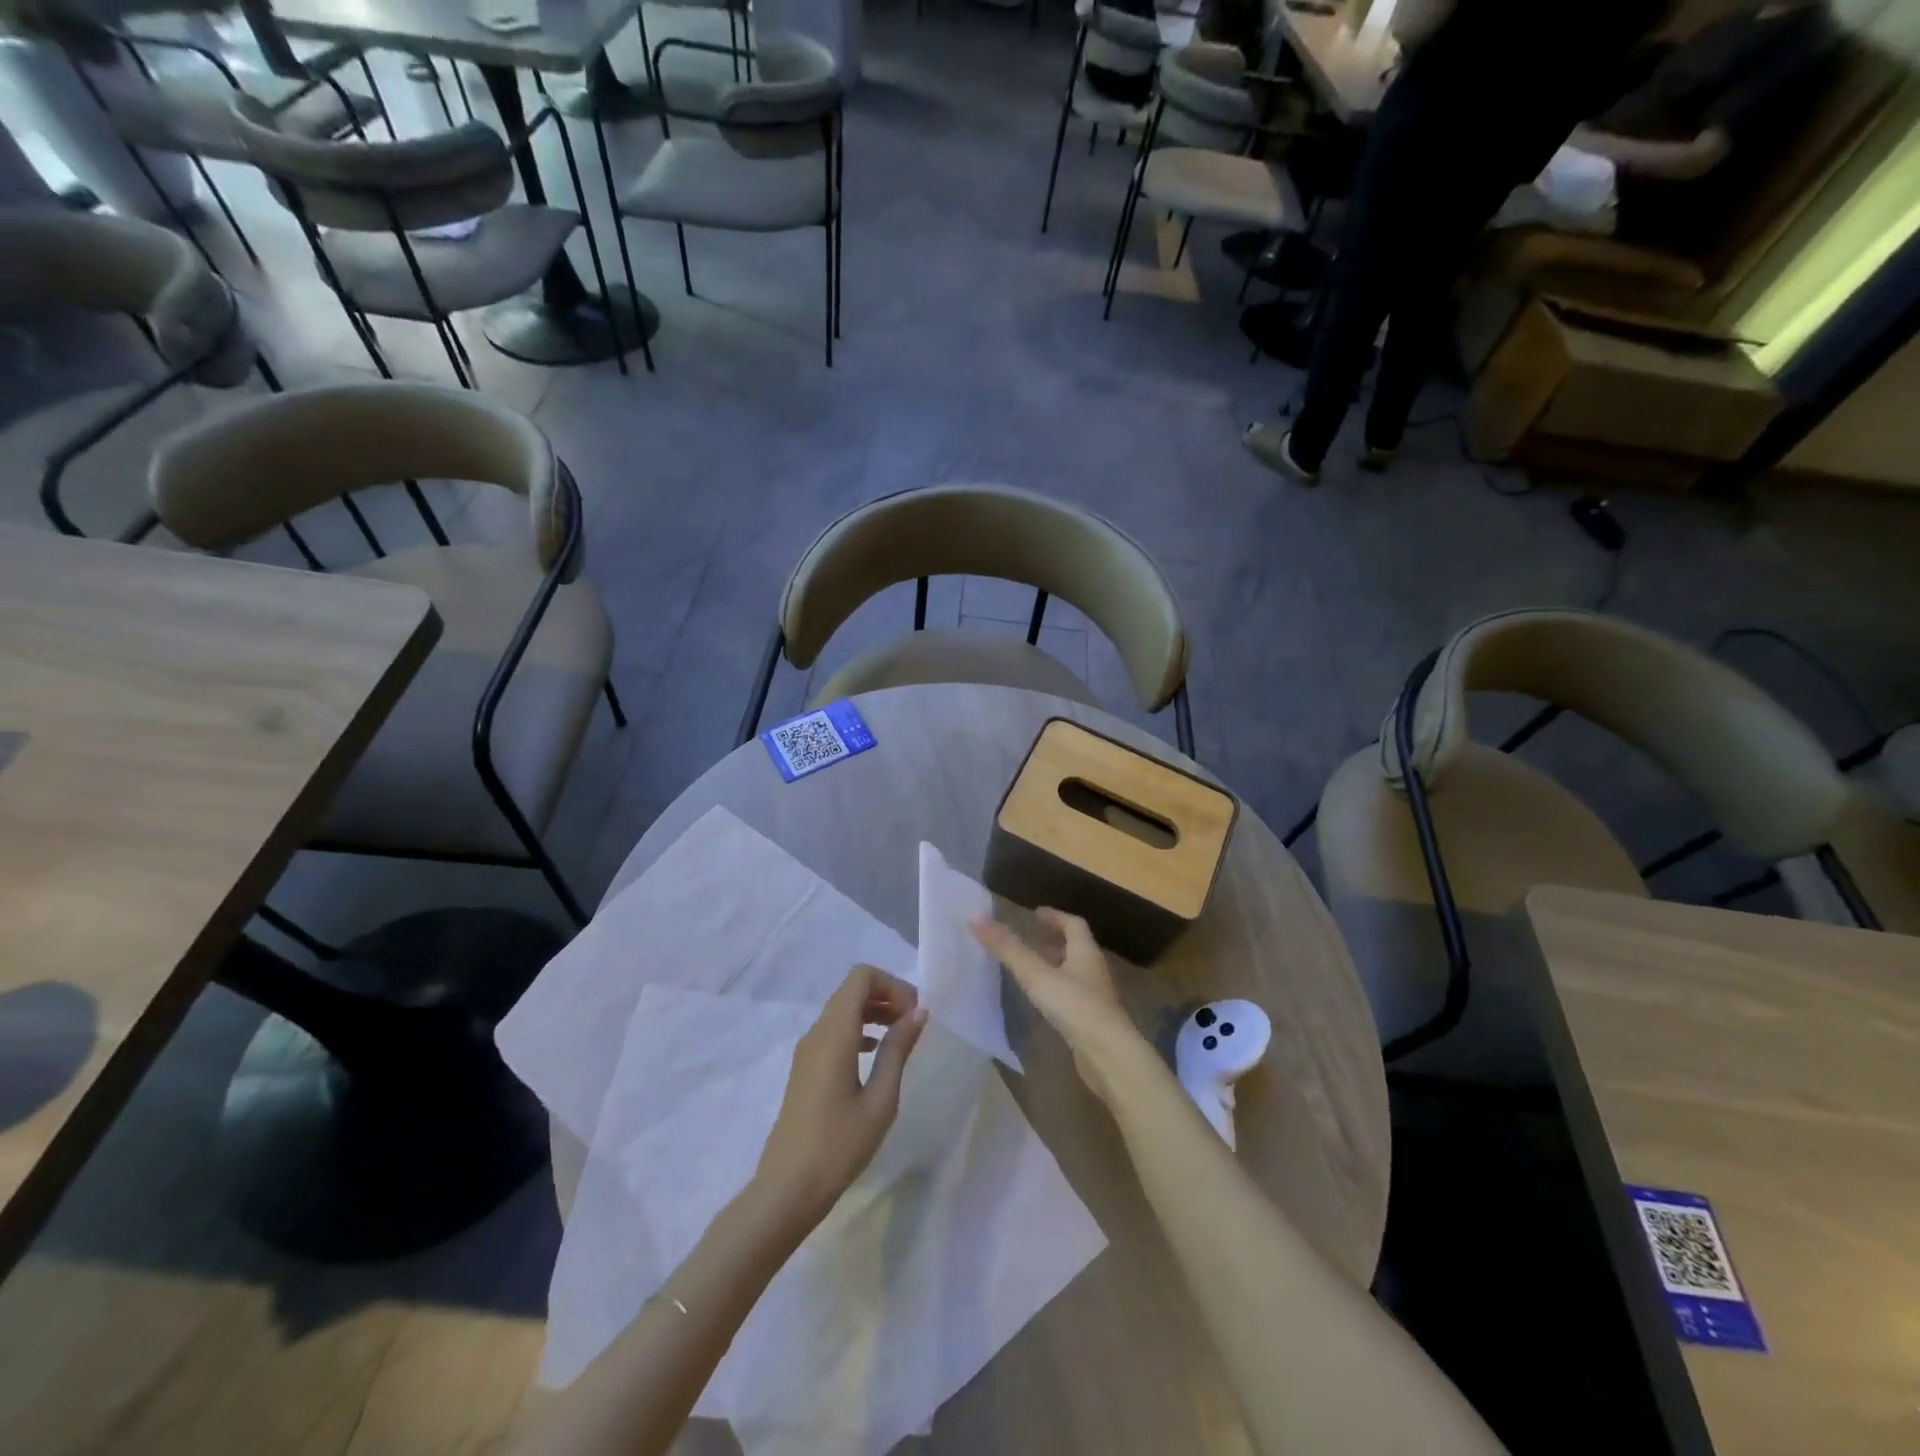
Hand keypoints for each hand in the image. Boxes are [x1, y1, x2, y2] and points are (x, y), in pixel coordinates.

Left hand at [754, 964, 927, 1229]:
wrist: (787, 1189)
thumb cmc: (839, 1145)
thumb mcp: (880, 1099)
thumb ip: (898, 1050)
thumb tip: (918, 1012)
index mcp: (835, 1033)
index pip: (861, 977)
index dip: (893, 984)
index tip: (915, 1013)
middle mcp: (817, 1032)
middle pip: (852, 990)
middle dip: (886, 995)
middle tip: (914, 1023)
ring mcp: (807, 1050)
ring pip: (842, 1009)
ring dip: (874, 1012)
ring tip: (901, 1037)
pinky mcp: (805, 1068)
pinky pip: (834, 1031)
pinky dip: (859, 1029)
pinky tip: (875, 1054)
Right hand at [970, 909, 1145, 1103]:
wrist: (1109, 1055)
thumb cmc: (1075, 1006)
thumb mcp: (1036, 975)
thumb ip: (1008, 948)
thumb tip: (975, 917)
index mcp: (1085, 952)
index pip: (1074, 924)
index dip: (1055, 917)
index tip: (1036, 913)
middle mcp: (1093, 970)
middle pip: (1076, 948)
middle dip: (1054, 941)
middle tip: (1030, 940)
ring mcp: (1095, 997)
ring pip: (1074, 972)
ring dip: (1055, 966)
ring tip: (1031, 969)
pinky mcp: (1092, 1021)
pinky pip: (1073, 996)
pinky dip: (1057, 990)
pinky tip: (1043, 1001)